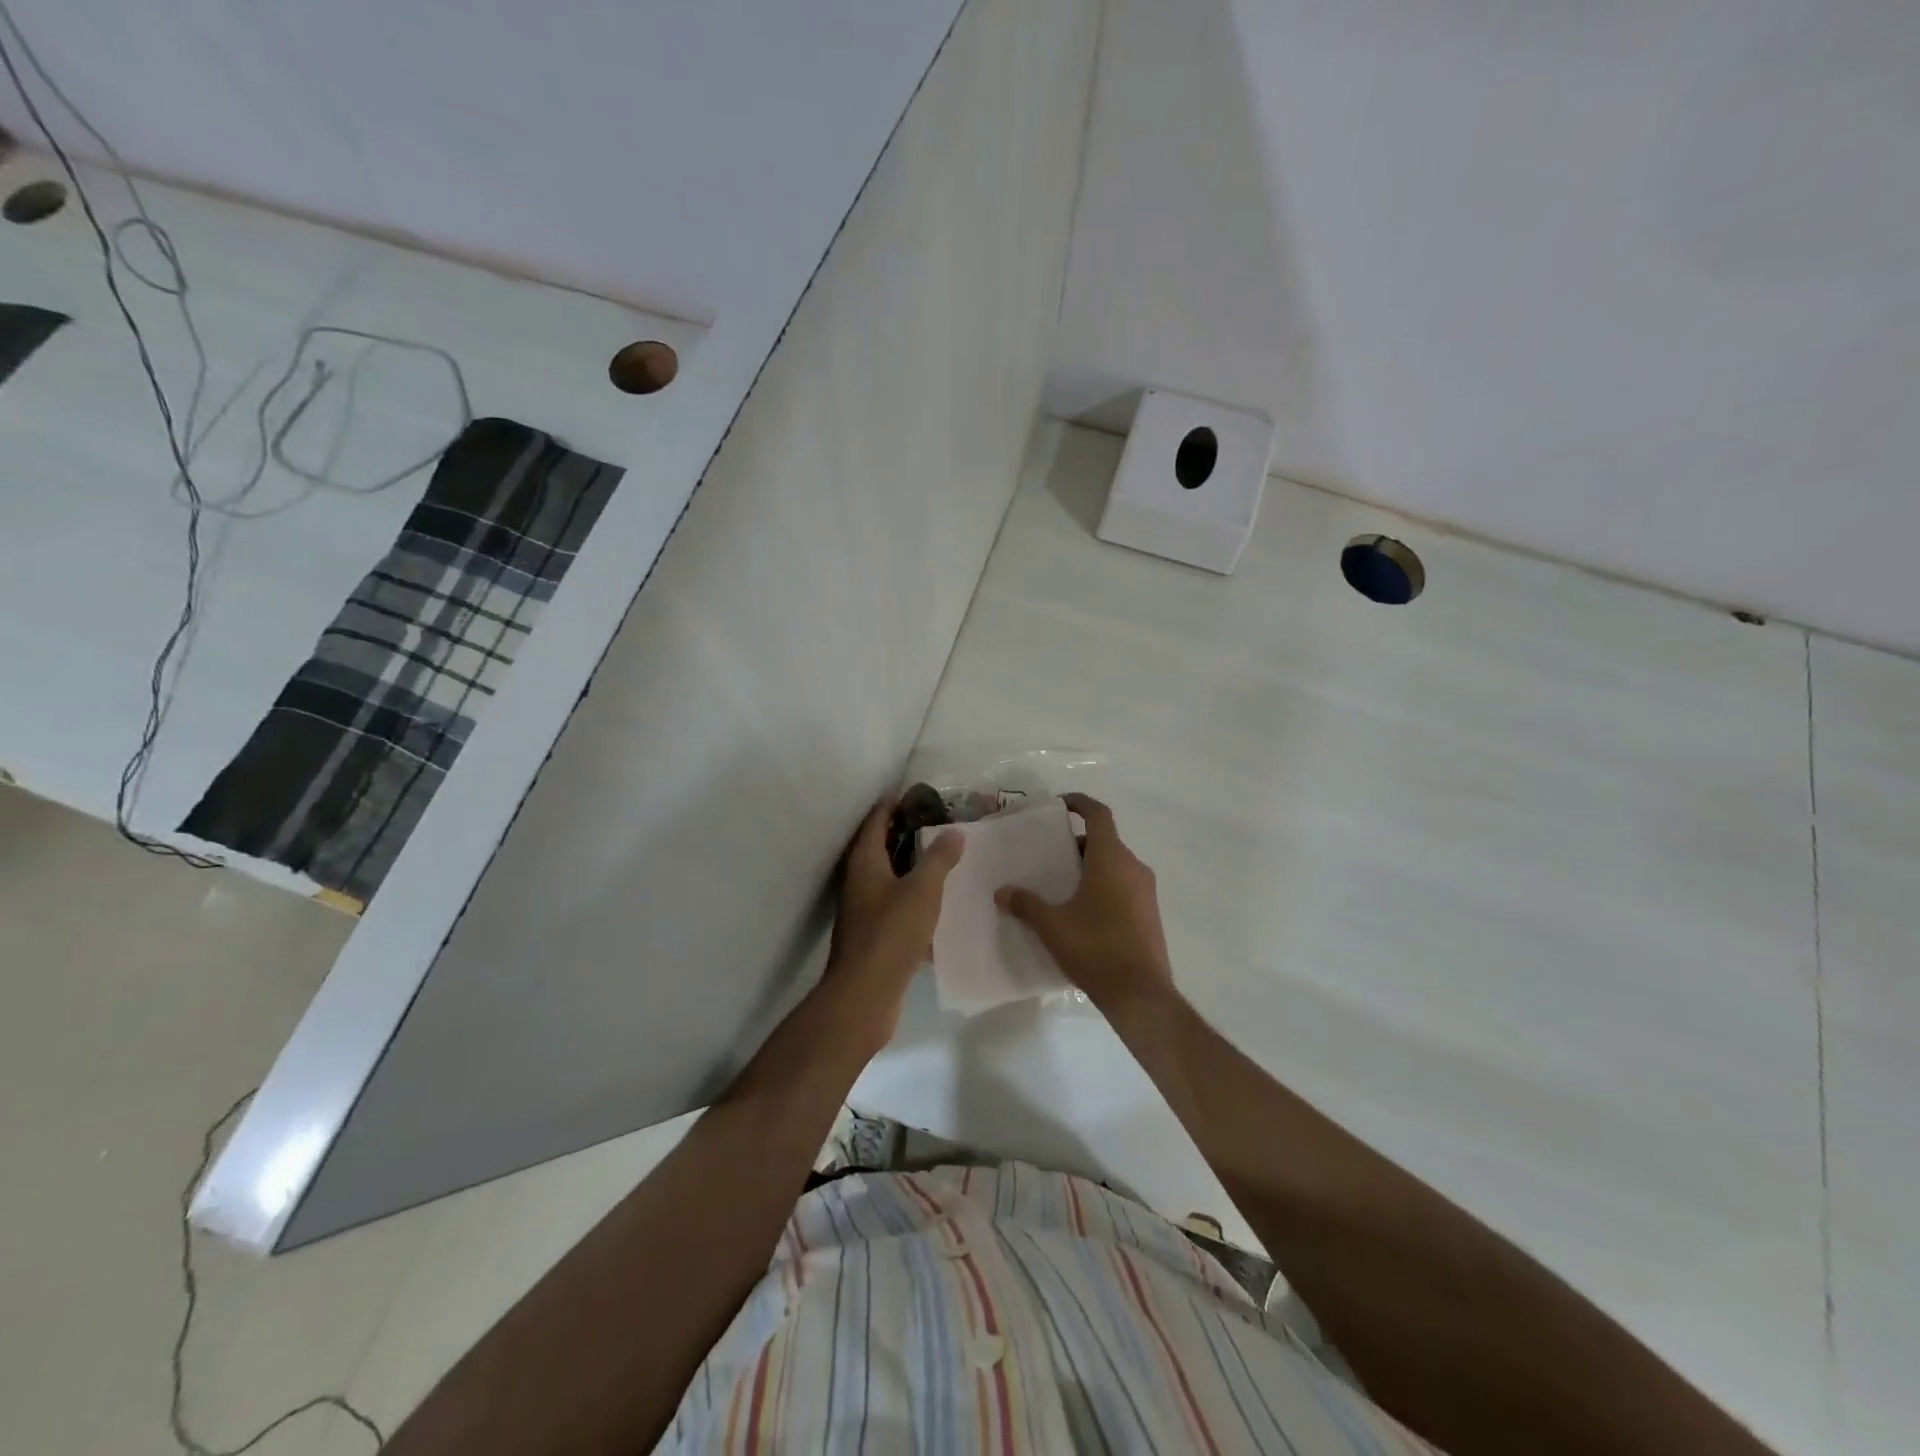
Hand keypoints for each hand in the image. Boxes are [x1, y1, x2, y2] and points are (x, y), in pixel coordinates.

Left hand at [824, 797, 963, 1044]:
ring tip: (943, 857)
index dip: (895, 804)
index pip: (876, 819)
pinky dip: (912, 894)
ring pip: (888, 876)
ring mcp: (863, 908)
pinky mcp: (872, 933)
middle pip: (880, 846)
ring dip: (911, 865)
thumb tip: (954, 831)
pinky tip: (937, 900)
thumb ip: (939, 858)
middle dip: (906, 833)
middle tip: (940, 823)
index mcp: (864, 861)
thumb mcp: (922, 890)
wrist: (865, 993)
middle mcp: (858, 880)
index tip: (921, 795)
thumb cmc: (891, 933)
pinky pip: (894, 902)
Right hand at [995, 793, 1173, 1012]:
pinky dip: (1104, 887)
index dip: (1080, 803)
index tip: (1060, 805)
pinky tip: (1082, 913)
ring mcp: (1147, 891)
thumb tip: (1002, 891)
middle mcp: (1133, 866)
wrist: (1140, 994)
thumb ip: (1025, 904)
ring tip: (1062, 887)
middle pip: (1105, 841)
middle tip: (1050, 857)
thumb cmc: (1094, 948)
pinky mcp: (1150, 914)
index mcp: (1111, 858)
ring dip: (1091, 868)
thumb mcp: (1051, 925)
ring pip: (1115, 865)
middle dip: (1078, 845)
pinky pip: (1125, 887)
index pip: (1099, 814)